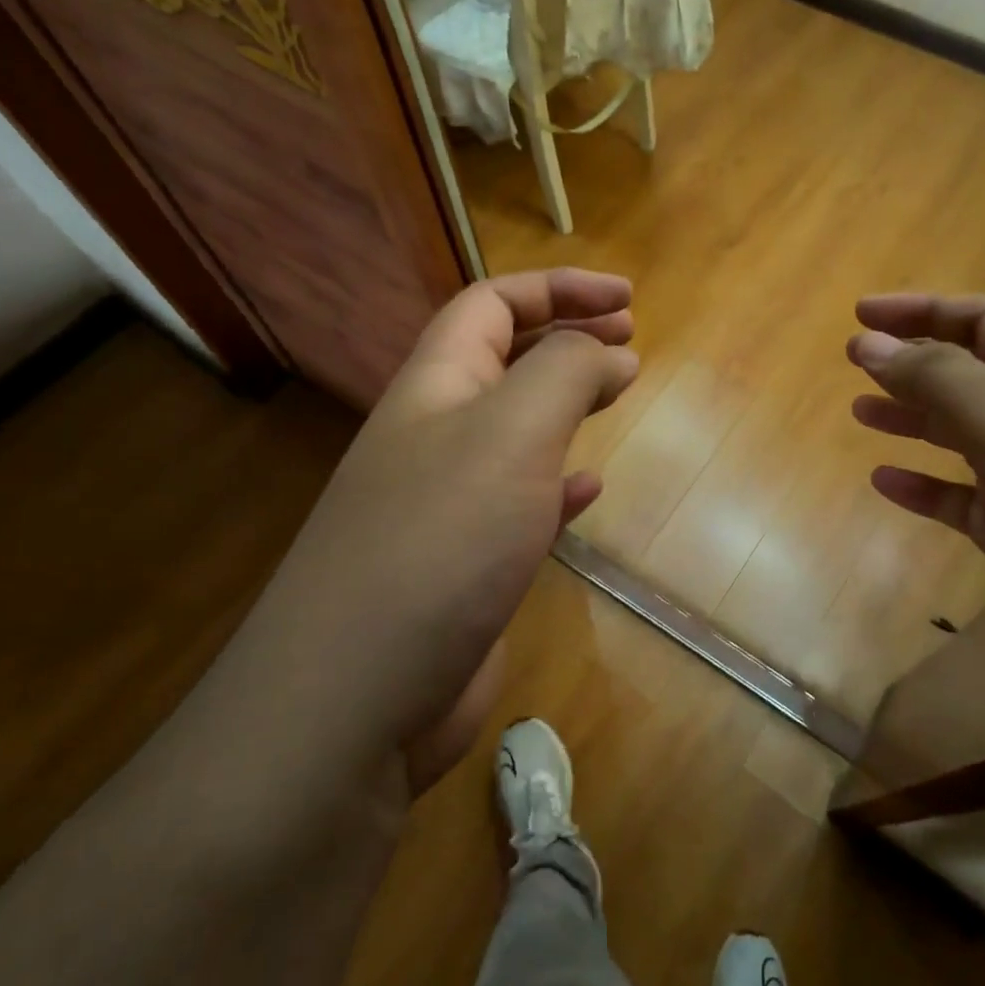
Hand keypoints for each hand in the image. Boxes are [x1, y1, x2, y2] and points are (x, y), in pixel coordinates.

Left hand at [244, 269, 636, 792]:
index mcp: (435, 386)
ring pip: (513, 429)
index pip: (491, 304)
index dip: (558, 288)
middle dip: (566, 336)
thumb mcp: (512, 431)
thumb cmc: (442, 538)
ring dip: (564, 403)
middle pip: (502, 359)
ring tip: (614, 394)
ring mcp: (445, 503)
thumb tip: (611, 351)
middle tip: (629, 336)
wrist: (355, 697)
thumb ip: (566, 373)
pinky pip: (519, 500)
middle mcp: (434, 434)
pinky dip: (556, 481)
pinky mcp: (463, 564)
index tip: (628, 300)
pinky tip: (587, 488)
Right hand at [847, 293, 984, 741]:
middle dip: (915, 360)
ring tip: (861, 412)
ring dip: (914, 418)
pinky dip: (924, 489)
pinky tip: (886, 484)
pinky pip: (963, 503)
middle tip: (855, 359)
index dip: (926, 309)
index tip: (861, 313)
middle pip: (975, 375)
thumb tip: (870, 340)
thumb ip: (944, 383)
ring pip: (965, 437)